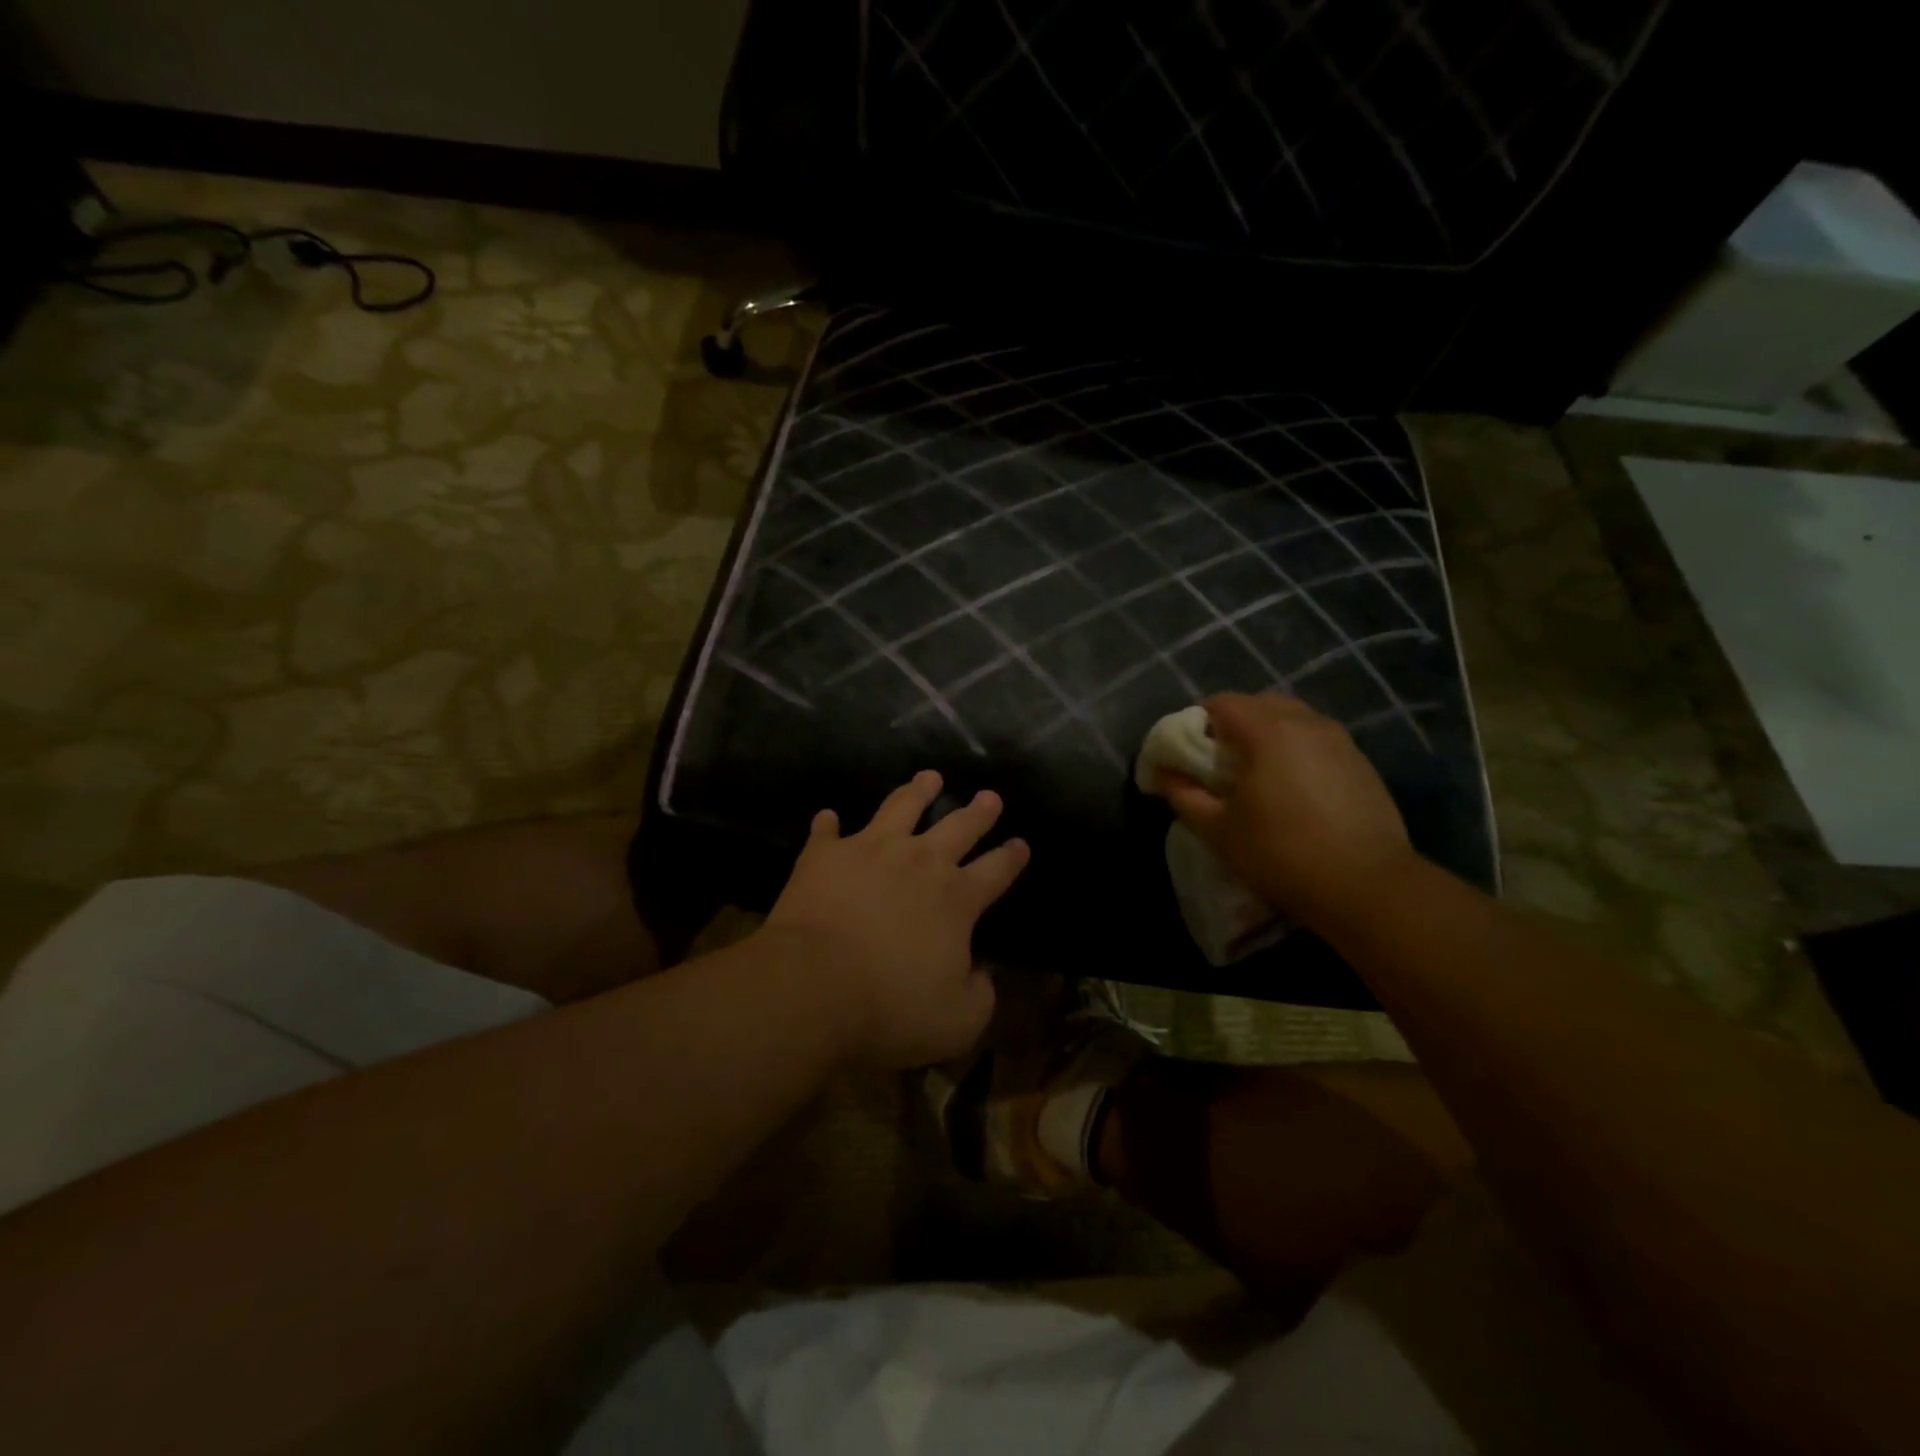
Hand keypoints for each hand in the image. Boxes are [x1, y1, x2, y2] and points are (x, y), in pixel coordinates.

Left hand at [765, 771, 1029, 1069]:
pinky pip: (827, 832)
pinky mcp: (825, 856)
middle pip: (958, 827)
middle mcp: (919, 862)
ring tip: (929, 776)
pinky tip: (828, 816)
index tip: (1021, 843)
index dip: (1012, 857)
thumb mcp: (957, 1021)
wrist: (813, 987)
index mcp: (956, 899)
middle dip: (978, 812)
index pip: (996, 870)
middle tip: (989, 796)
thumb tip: (981, 973)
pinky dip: (829, 824)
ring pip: (901, 807)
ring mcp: (870, 851)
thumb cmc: (890, 1008)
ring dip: (918, 791)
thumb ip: (980, 994)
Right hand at [1157, 692, 1418, 931]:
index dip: (1198, 722)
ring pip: (1293, 719)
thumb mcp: (1218, 830)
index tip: (1190, 754)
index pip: (1222, 702)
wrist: (1366, 885)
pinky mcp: (1361, 763)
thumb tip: (1160, 774)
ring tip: (1257, 775)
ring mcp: (1340, 741)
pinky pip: (1318, 740)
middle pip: (1259, 703)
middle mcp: (1306, 723)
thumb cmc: (1280, 853)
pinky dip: (1297, 751)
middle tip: (1220, 763)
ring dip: (1268, 734)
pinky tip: (1294, 790)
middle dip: (1234, 724)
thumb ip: (1183, 795)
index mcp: (1268, 731)